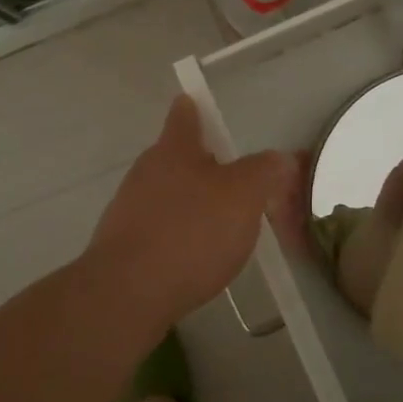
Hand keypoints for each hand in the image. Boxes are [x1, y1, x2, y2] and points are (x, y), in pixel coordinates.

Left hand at [86, 96, 296, 322]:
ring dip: (193, 206)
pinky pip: (159, 231)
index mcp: (174, 149)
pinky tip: (197, 262)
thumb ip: (266, 171)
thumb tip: (280, 159)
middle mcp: (146, 171)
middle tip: (238, 187)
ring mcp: (129, 209)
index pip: (184, 114)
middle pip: (177, 157)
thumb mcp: (245, 195)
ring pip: (168, 196)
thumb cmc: (191, 231)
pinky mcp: (123, 247)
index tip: (200, 107)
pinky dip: (179, 238)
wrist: (128, 294)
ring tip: (223, 231)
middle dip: (205, 167)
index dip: (196, 109)